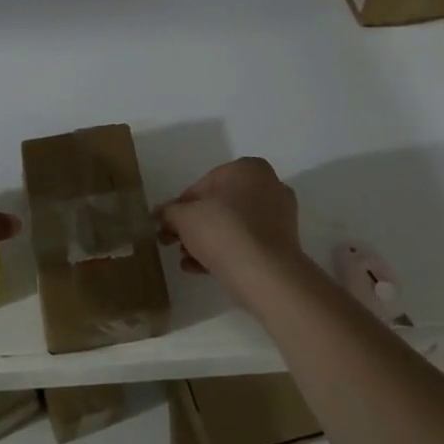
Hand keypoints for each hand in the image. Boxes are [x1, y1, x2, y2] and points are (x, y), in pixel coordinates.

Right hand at [156, 158, 304, 306]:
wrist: (264, 274)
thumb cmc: (223, 231)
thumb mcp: (183, 217)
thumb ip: (168, 212)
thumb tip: (159, 214)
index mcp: (248, 169)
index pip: (204, 184)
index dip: (182, 206)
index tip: (170, 224)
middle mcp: (269, 186)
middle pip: (219, 205)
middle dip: (195, 225)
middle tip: (174, 242)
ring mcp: (280, 217)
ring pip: (232, 226)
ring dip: (206, 241)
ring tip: (186, 260)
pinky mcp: (283, 245)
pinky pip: (246, 243)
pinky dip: (224, 252)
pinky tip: (201, 269)